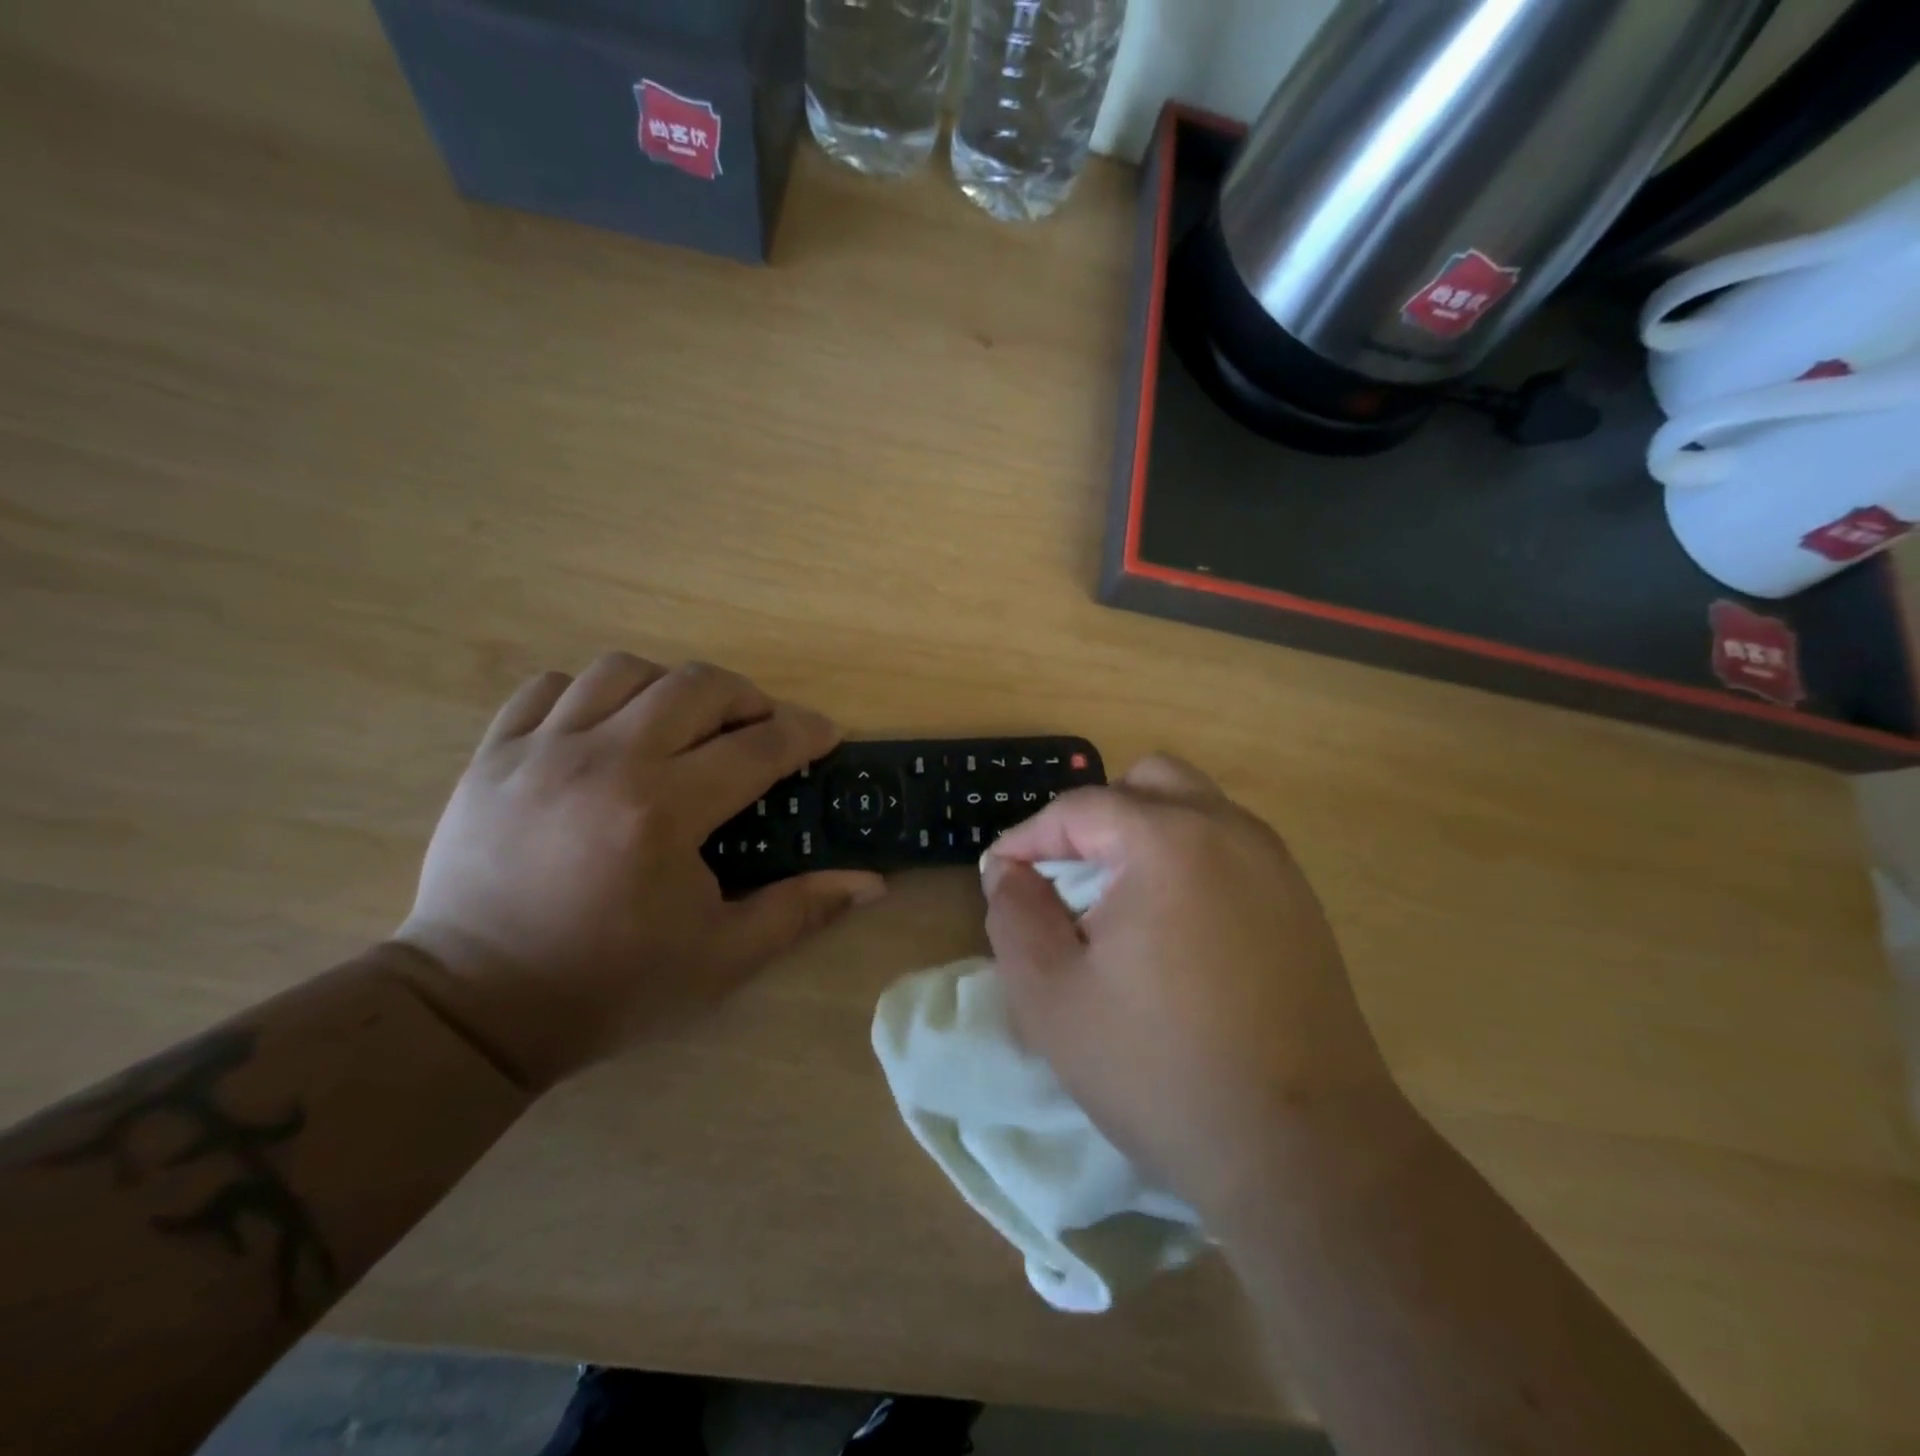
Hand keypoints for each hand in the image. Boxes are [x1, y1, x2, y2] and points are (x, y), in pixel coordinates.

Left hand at [394, 653, 885, 1090]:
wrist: (475, 1009)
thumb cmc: (611, 985)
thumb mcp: (722, 958)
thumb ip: (801, 909)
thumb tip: (873, 881)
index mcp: (664, 811)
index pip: (757, 746)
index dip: (805, 732)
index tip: (827, 735)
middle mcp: (605, 761)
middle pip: (696, 686)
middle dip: (747, 698)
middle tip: (762, 729)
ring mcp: (541, 751)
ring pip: (622, 670)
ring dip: (671, 688)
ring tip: (685, 724)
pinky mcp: (494, 756)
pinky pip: (549, 688)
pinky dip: (590, 694)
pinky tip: (607, 729)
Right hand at [981, 755, 1397, 1223]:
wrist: (1303, 1153)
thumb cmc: (1159, 1069)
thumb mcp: (1050, 996)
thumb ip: (1015, 915)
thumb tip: (1009, 871)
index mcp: (1167, 841)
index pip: (1080, 807)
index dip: (1029, 837)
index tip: (1000, 875)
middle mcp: (1230, 831)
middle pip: (1147, 783)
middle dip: (1094, 818)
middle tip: (1065, 876)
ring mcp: (1276, 865)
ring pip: (1195, 809)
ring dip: (1143, 835)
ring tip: (1114, 900)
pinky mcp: (1301, 903)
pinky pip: (1229, 849)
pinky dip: (1186, 860)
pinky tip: (1171, 928)